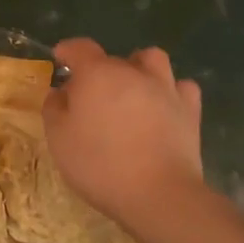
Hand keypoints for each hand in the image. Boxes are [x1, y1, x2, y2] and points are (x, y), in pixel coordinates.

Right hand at [41, 39, 203, 237]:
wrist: (159, 195)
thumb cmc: (100, 165)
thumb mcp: (59, 139)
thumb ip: (54, 109)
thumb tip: (60, 93)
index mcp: (97, 74)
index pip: (80, 47)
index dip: (68, 50)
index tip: (60, 59)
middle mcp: (132, 72)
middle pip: (113, 58)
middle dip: (99, 70)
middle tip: (91, 95)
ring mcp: (165, 88)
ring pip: (153, 60)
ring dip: (140, 68)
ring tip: (132, 88)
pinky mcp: (190, 111)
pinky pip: (182, 87)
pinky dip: (171, 90)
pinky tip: (163, 105)